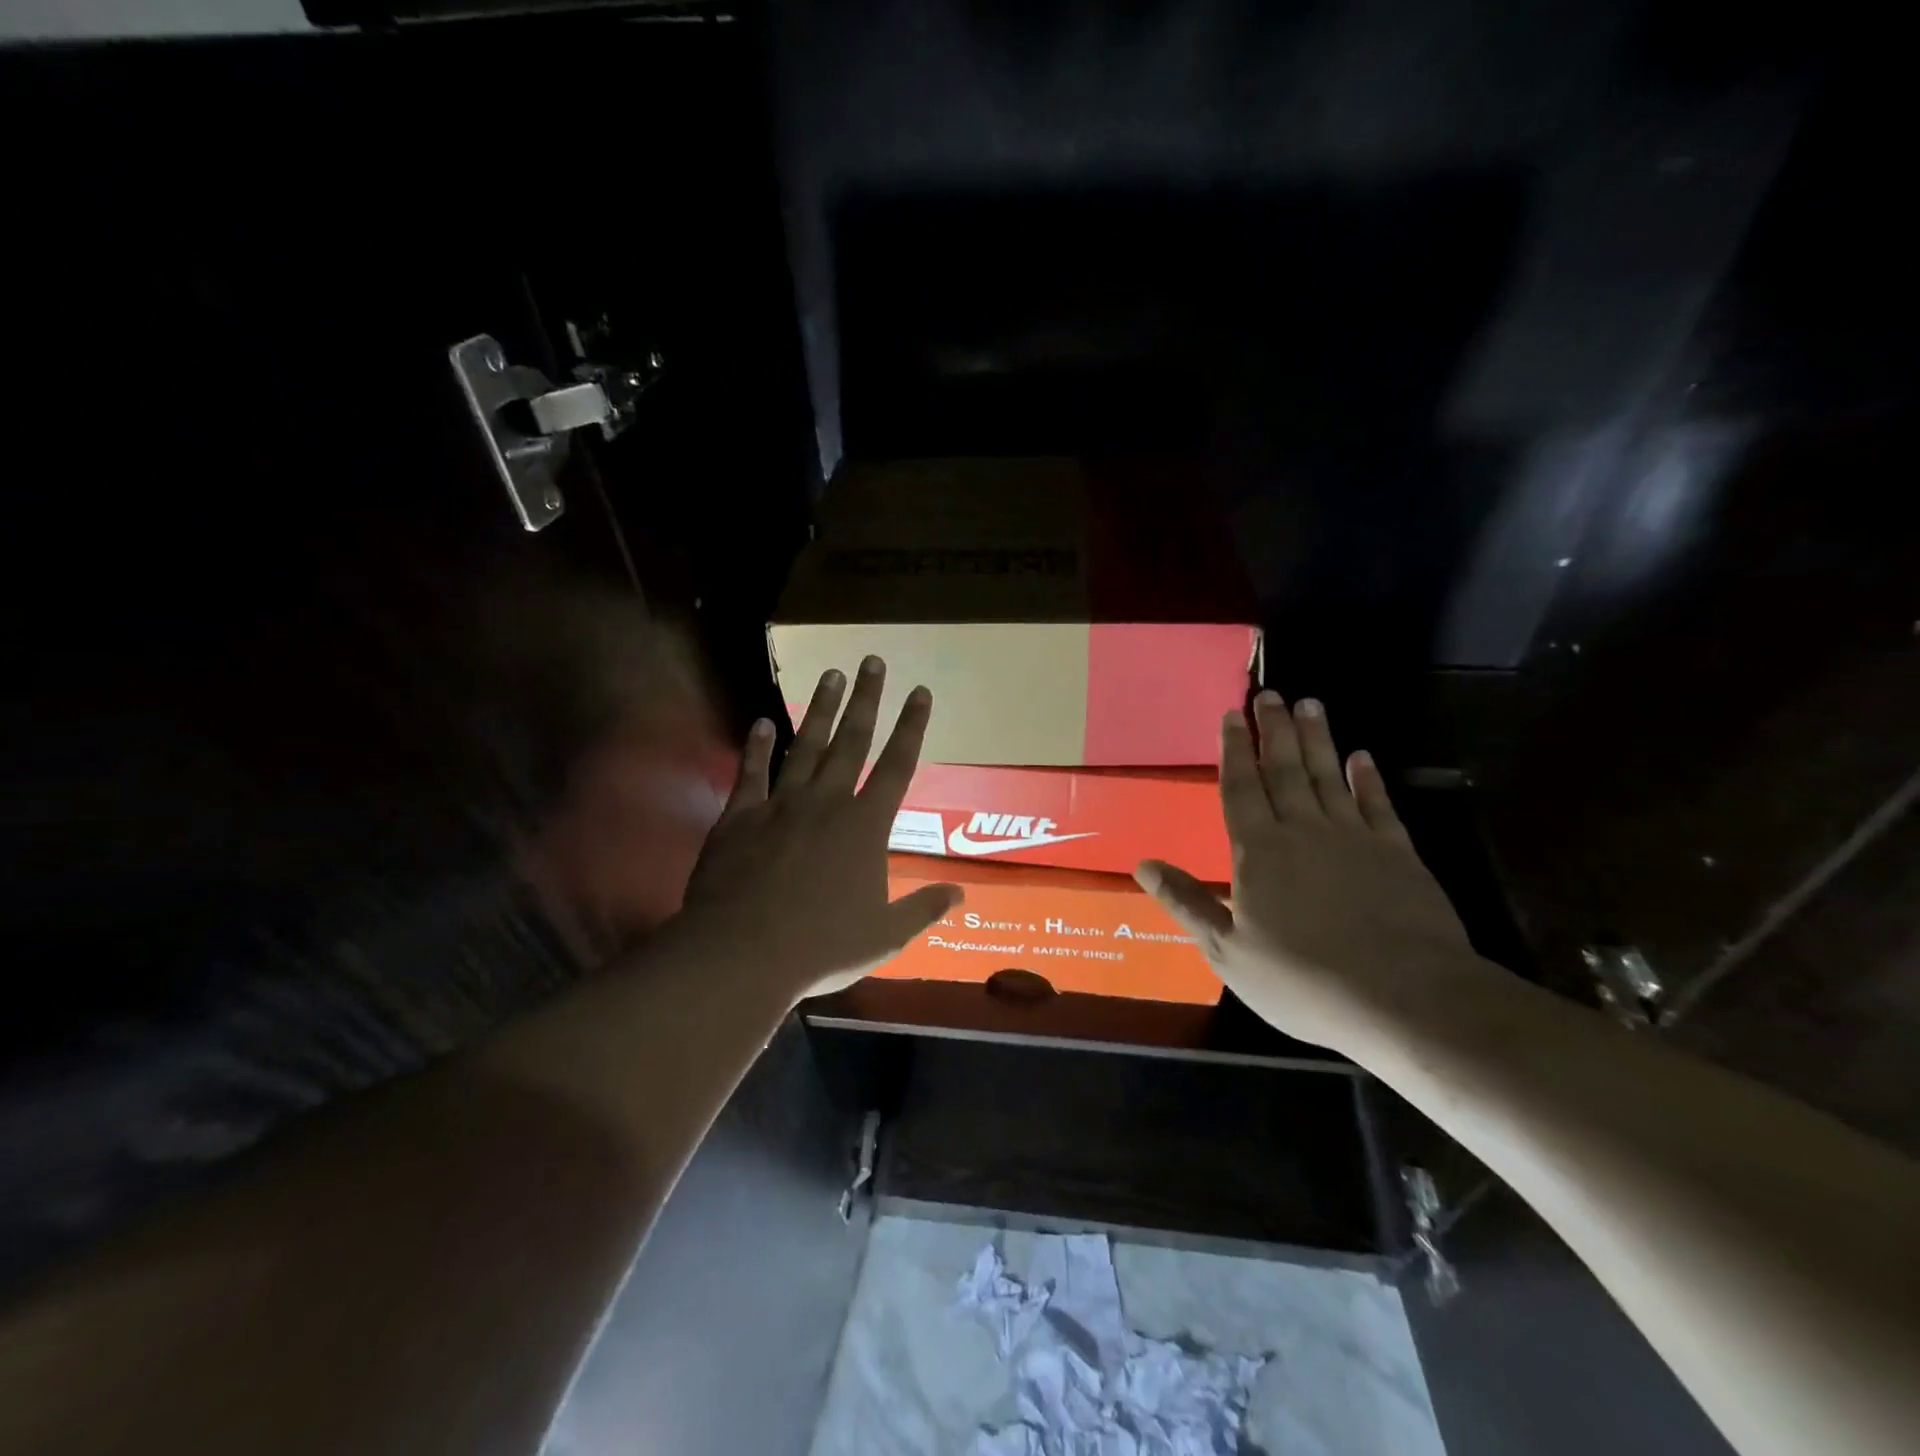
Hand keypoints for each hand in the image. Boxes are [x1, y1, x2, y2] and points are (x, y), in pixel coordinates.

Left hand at [675, 656, 962, 1002]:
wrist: (742, 954)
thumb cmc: (822, 946)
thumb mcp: (885, 936)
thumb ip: (924, 909)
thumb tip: (961, 893)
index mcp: (865, 826)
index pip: (896, 765)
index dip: (911, 727)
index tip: (920, 692)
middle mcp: (826, 803)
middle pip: (852, 741)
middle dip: (867, 699)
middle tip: (872, 660)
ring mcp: (781, 805)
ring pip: (806, 746)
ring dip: (821, 709)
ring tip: (831, 674)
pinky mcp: (740, 817)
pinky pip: (751, 772)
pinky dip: (757, 746)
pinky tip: (761, 721)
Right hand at [1135, 692, 1480, 1051]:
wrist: (1406, 999)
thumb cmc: (1304, 979)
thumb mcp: (1228, 951)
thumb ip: (1187, 902)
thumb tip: (1142, 865)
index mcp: (1259, 851)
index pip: (1241, 789)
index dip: (1234, 751)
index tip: (1231, 715)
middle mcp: (1304, 831)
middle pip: (1284, 770)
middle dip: (1274, 730)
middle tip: (1270, 693)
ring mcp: (1355, 838)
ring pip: (1329, 776)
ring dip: (1317, 739)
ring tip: (1309, 704)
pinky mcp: (1399, 854)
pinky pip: (1378, 805)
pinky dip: (1368, 779)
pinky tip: (1362, 757)